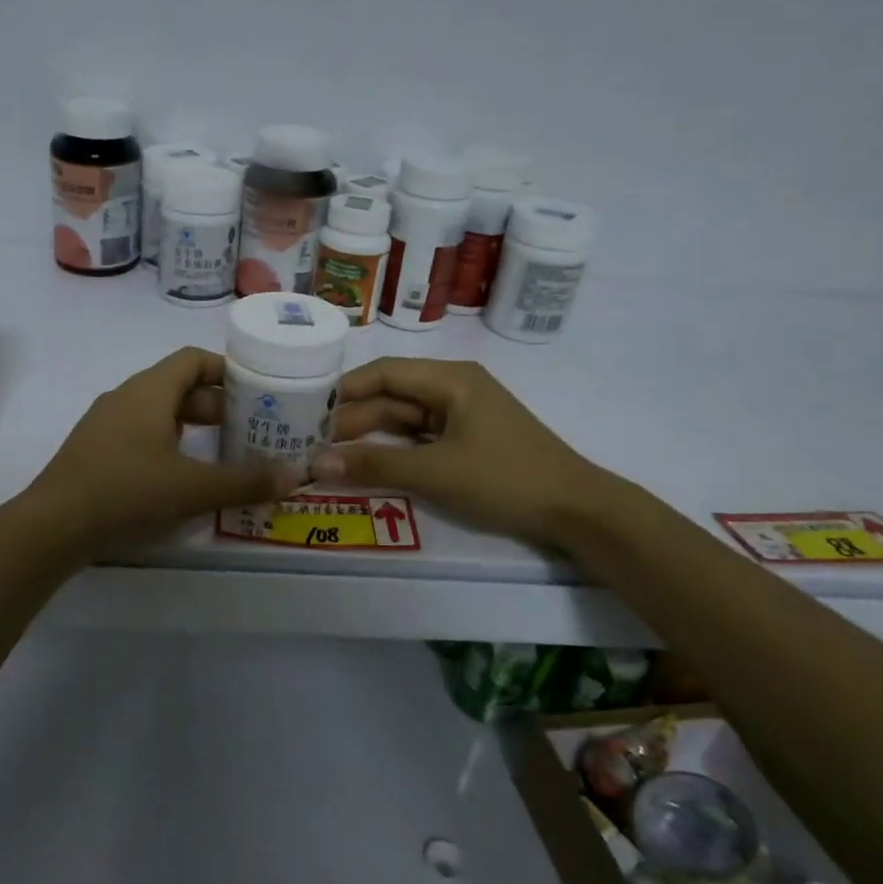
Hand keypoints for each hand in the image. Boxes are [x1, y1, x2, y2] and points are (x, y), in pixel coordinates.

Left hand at [13, 347, 303, 560]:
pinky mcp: (95, 451)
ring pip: (159, 413)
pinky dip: (169, 444)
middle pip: (180, 387)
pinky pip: (141, 434)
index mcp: (149, 391)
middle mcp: (126, 398)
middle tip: (251, 430)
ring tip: (224, 453)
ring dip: (193, 427)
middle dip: (217, 406)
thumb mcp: (192, 488)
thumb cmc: (126, 493)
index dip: (228, 370)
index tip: (258, 391)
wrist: (51, 527)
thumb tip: (297, 476)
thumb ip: (246, 481)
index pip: (194, 359)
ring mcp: (105, 424)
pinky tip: (182, 476)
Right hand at [312, 357, 619, 549]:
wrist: (576, 510)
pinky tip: (367, 466)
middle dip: (353, 419)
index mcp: (450, 379)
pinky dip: (394, 451)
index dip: (344, 390)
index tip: (306, 409)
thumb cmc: (506, 478)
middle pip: (392, 397)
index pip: (384, 373)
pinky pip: (420, 439)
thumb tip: (314, 465)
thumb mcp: (436, 472)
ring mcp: (462, 416)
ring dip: (370, 437)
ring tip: (329, 456)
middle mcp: (454, 389)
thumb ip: (374, 467)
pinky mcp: (468, 441)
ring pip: (404, 420)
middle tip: (311, 443)